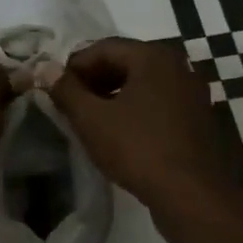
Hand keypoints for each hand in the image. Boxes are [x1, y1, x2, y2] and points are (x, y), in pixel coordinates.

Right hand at [40, 38, 242, 242]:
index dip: (73, 66)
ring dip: (112, 96)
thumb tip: (45, 69)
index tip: (54, 89)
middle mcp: (178, 66)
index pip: (103, 48)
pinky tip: (119, 133)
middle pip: (125, 62)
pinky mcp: (197, 118)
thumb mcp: (92, 119)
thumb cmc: (138, 149)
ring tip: (90, 120)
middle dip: (93, 80)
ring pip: (142, 84)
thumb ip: (66, 90)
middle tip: (69, 104)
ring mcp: (191, 93)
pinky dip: (134, 109)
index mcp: (153, 57)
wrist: (192, 194)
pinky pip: (158, 103)